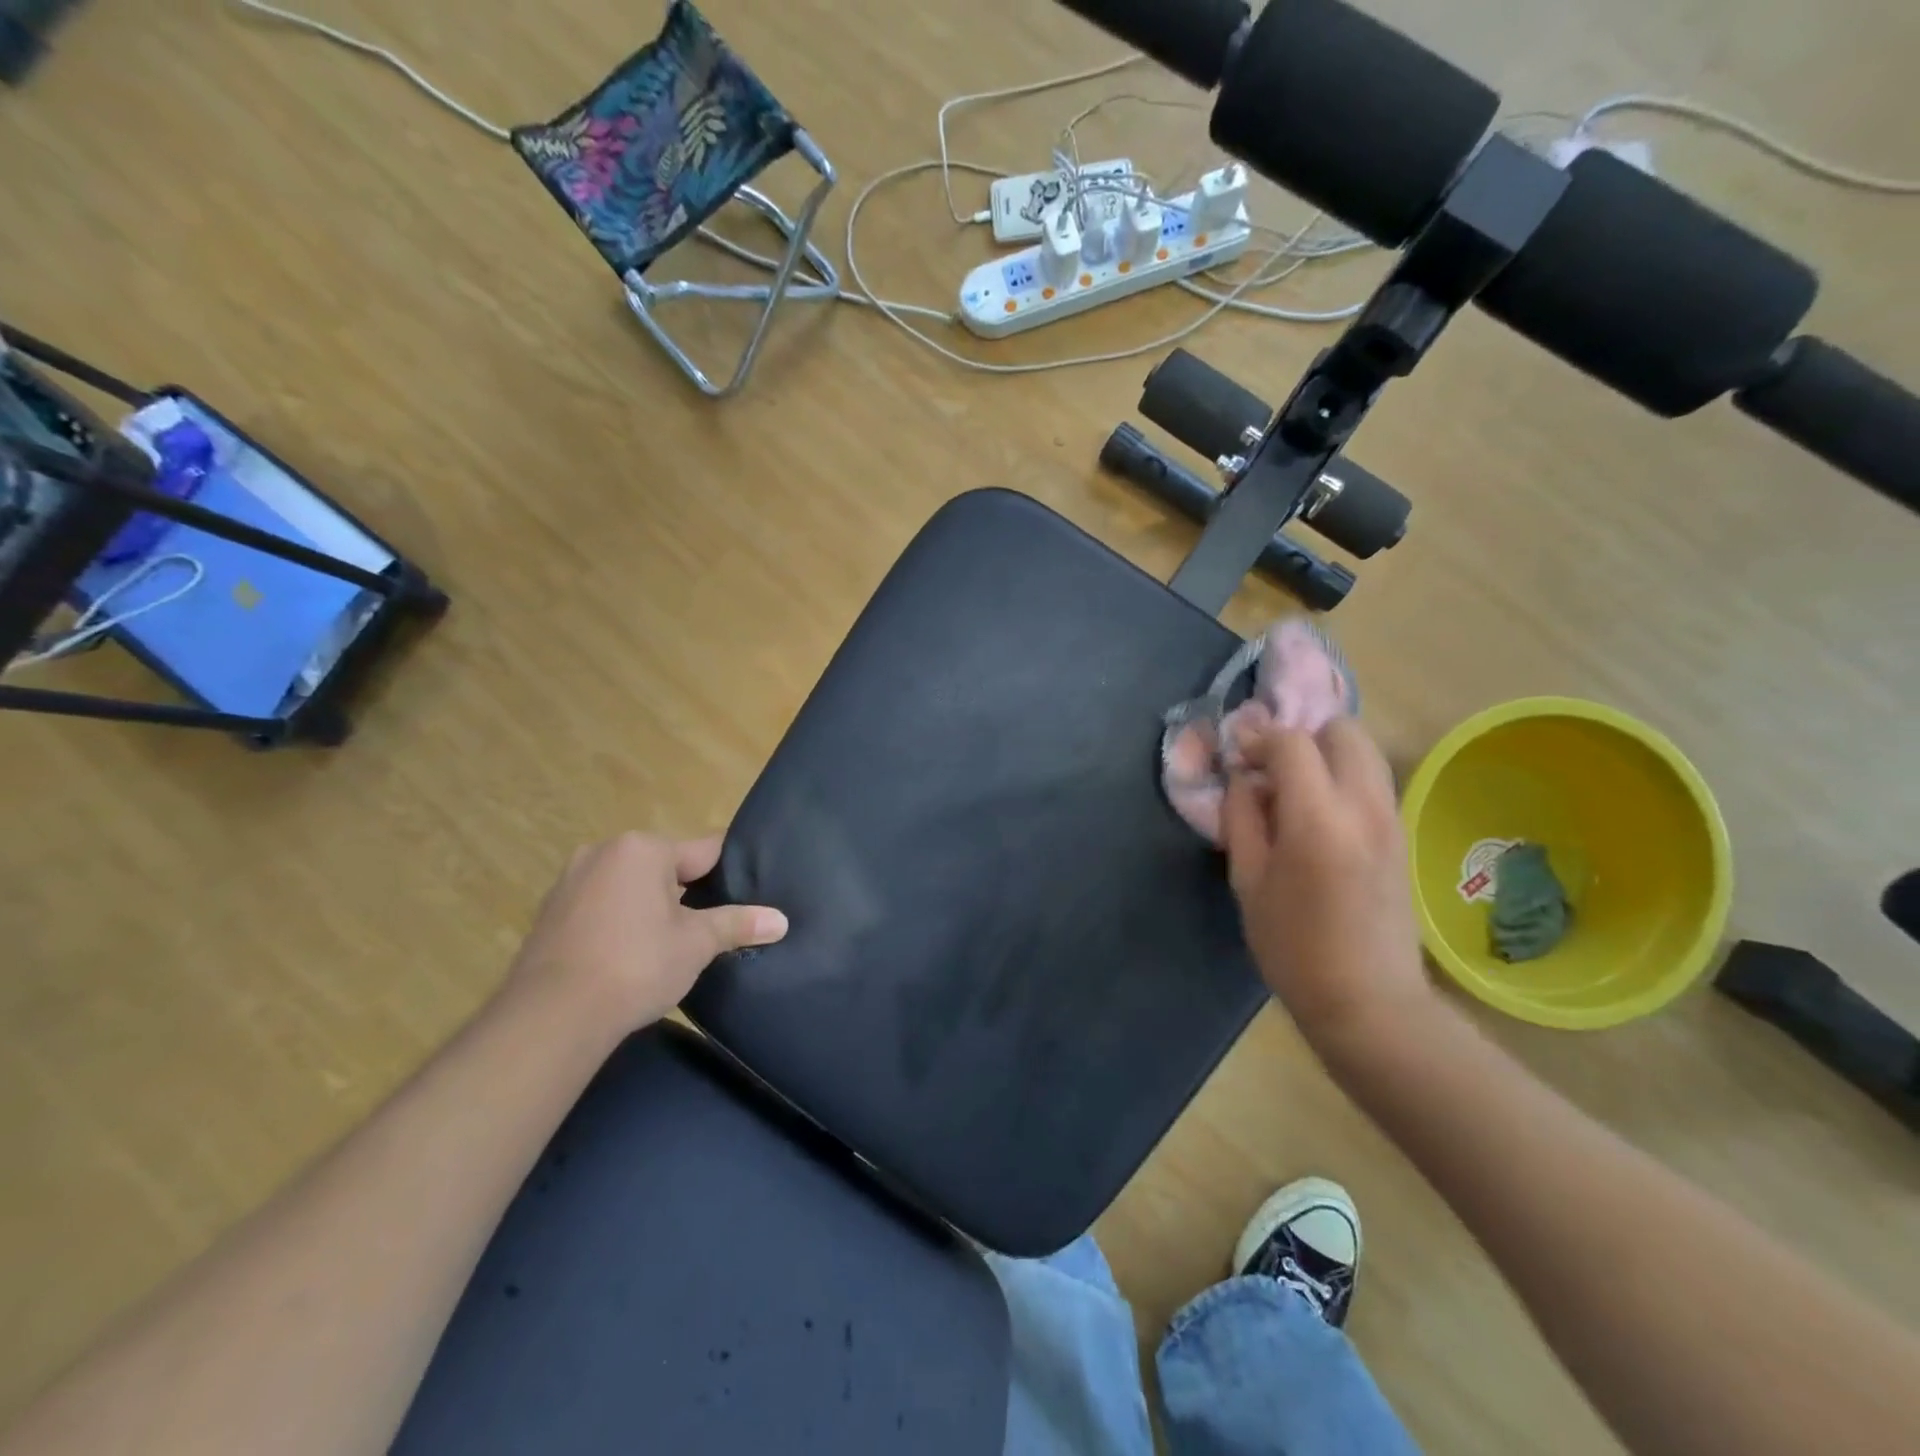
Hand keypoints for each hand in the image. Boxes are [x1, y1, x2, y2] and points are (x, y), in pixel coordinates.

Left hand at [504, 832, 787, 1035]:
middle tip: (714, 925)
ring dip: (653, 907)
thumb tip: (781, 921)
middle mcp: (604, 852)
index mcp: (643, 848)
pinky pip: (602, 906)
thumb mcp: (696, 944)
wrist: (550, 1017)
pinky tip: (631, 955)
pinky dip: (621, 922)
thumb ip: (738, 924)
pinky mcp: (550, 912)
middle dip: (689, 892)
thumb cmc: (635, 965)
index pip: (705, 850)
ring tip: (673, 943)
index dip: (731, 872)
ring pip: (631, 886)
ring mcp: (570, 881)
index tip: (751, 891)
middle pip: (666, 866)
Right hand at [1222, 717, 1434, 1049]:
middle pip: (1343, 731)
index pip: (1291, 743)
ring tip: (1294, 788)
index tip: (1237, 756)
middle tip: (1271, 768)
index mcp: (1318, 820)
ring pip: (1365, 751)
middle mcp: (1364, 807)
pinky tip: (1318, 813)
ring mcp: (1392, 819)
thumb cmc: (1293, 948)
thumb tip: (1244, 779)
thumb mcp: (1248, 883)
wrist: (1369, 1001)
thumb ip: (1242, 819)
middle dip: (1302, 737)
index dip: (1258, 739)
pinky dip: (1343, 776)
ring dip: (1326, 754)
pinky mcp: (1402, 834)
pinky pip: (1373, 780)